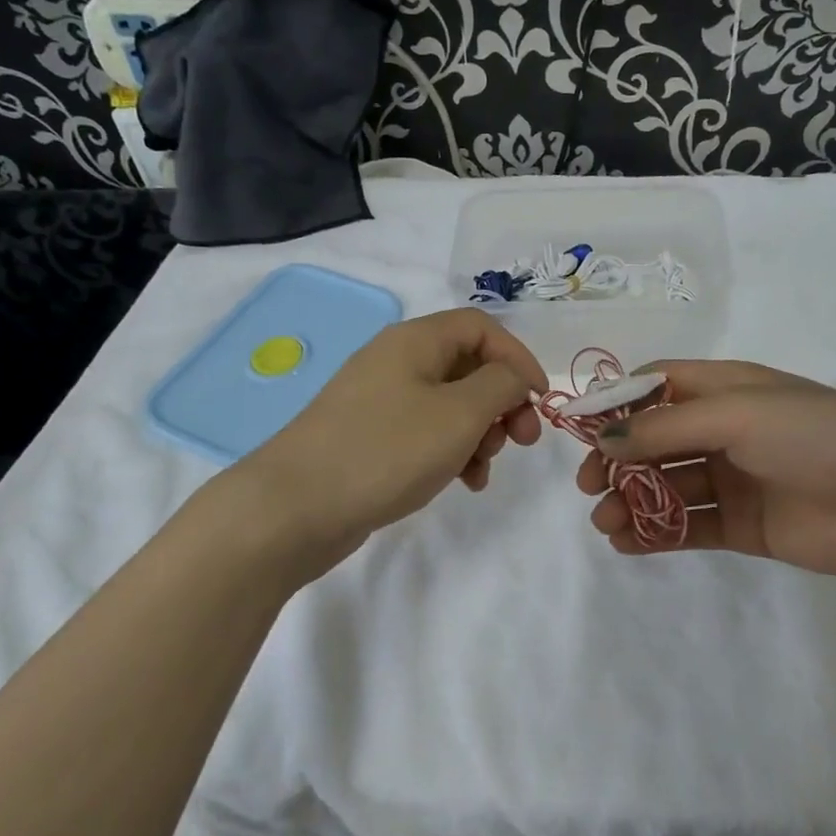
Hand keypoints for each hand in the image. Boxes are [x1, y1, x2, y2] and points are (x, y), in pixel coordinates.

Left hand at [239, 310, 544, 571]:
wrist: (295, 507)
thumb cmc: (386, 451)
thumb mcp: (459, 414)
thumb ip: (500, 385)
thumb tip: (515, 375)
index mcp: (415, 341)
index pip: (482, 327)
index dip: (518, 357)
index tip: (540, 400)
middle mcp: (396, 361)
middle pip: (467, 366)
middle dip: (502, 401)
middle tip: (520, 440)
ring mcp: (380, 401)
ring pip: (450, 404)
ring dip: (480, 432)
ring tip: (483, 469)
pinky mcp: (371, 438)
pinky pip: (425, 433)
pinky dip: (452, 451)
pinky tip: (462, 482)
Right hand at [578, 360, 835, 585]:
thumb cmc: (819, 436)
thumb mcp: (739, 414)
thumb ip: (666, 427)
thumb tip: (603, 440)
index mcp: (725, 388)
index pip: (656, 386)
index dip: (617, 404)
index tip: (581, 432)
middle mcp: (725, 429)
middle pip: (654, 439)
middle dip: (617, 460)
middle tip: (590, 486)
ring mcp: (734, 478)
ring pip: (666, 484)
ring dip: (631, 499)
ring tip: (606, 522)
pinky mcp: (744, 525)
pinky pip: (688, 525)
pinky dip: (655, 532)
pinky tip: (627, 542)